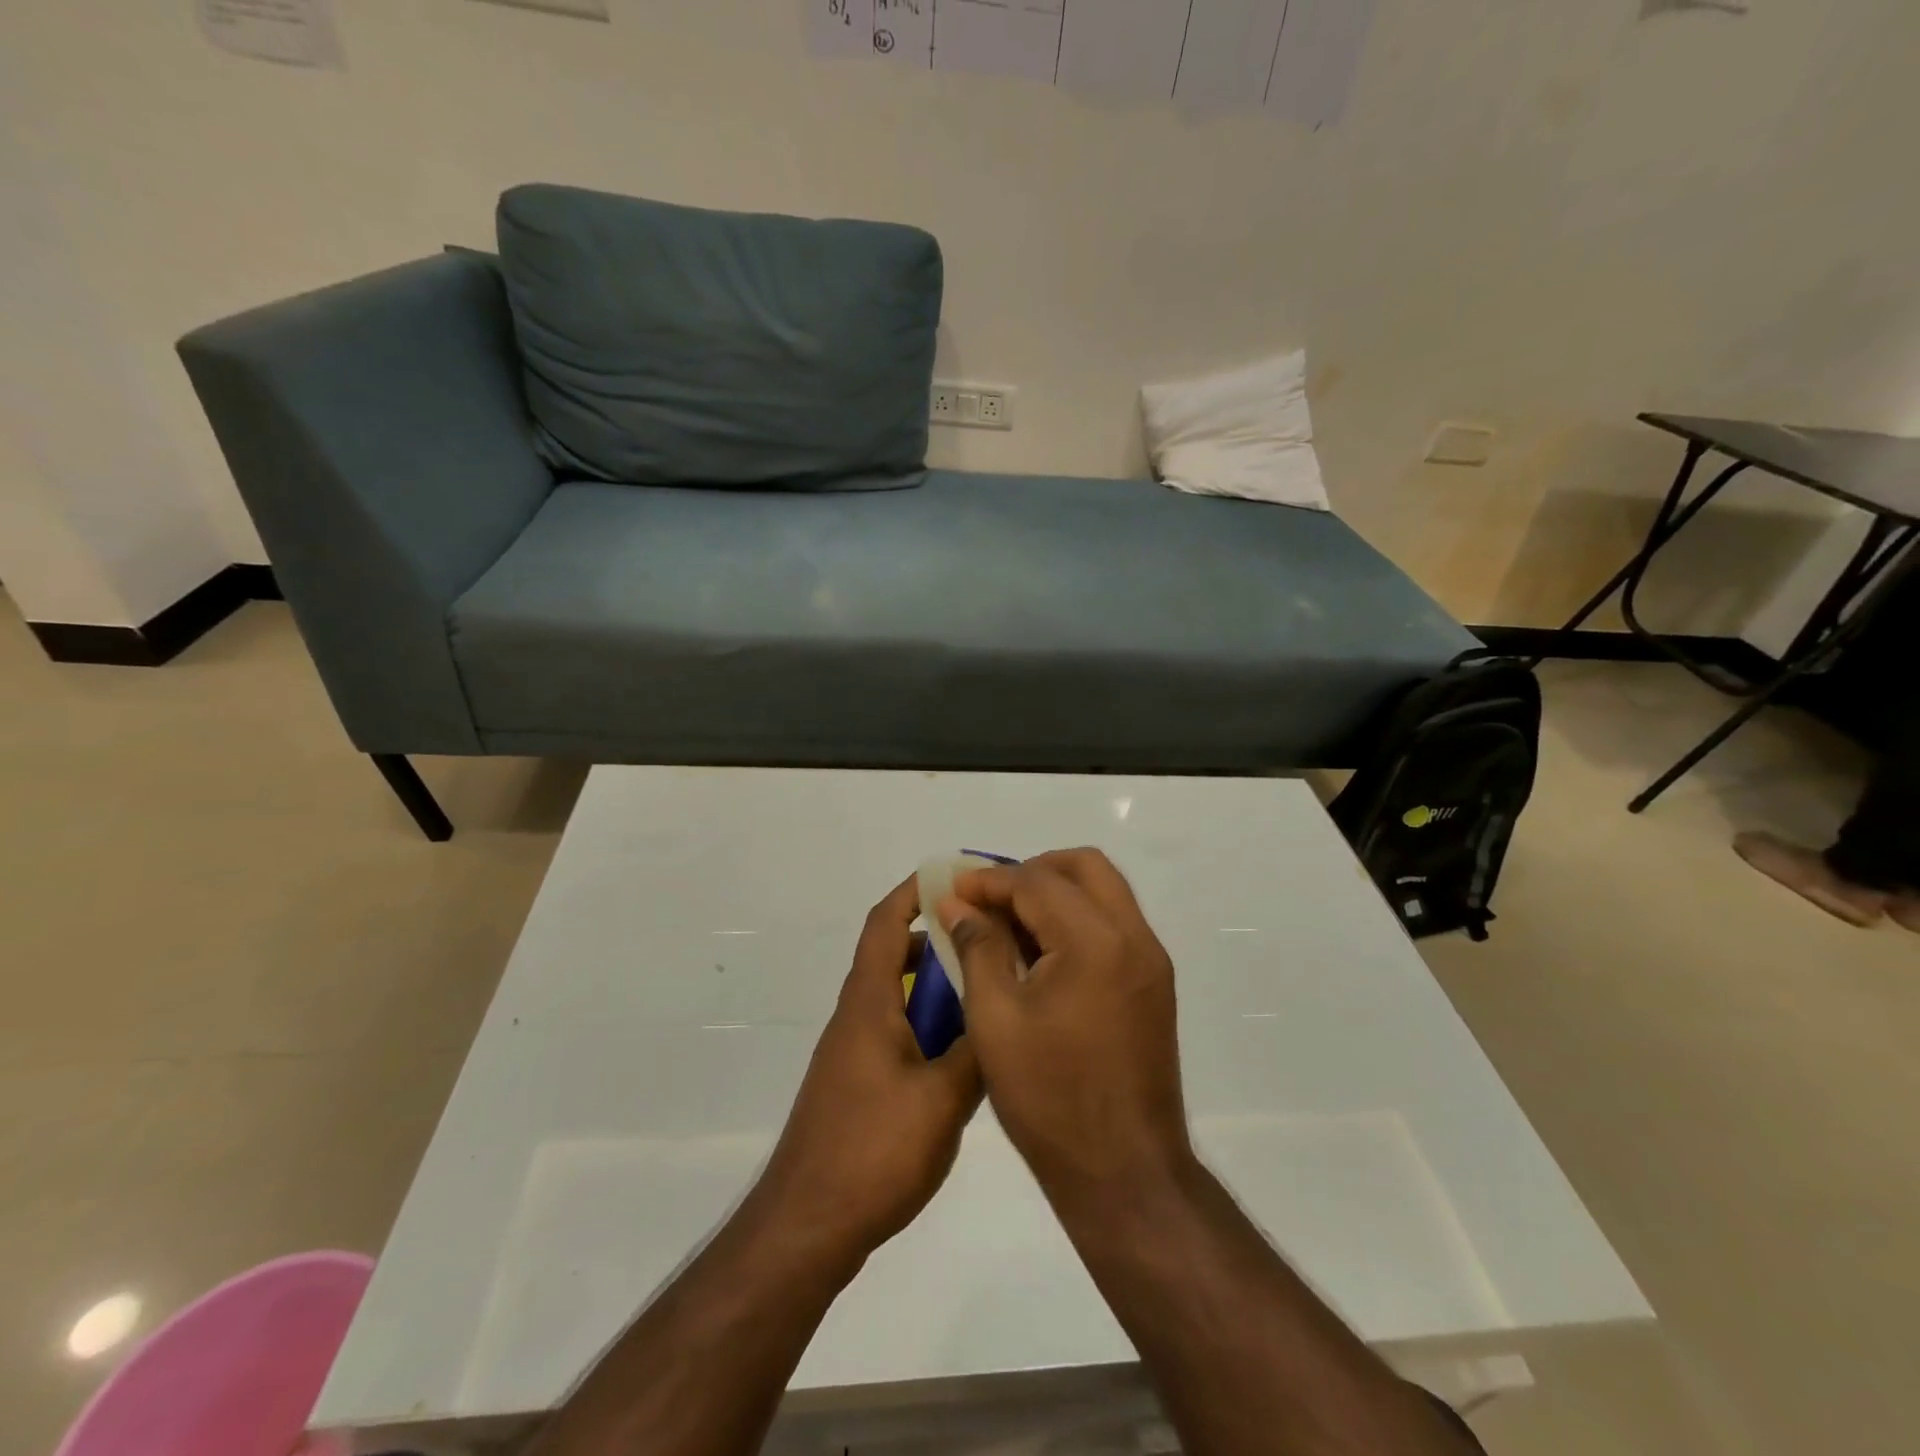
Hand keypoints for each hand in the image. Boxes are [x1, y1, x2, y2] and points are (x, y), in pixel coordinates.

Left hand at [756, 875, 982, 1262]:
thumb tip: (1004, 1007)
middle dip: (938, 936)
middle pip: (895, 955)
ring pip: (899, 995)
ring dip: (936, 984)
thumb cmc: (873, 1151)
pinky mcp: (858, 1082)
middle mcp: (857, 1015)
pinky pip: (897, 1030)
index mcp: (869, 1003)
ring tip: (987, 989)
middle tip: (990, 936)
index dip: (914, 891)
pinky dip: (928, 1022)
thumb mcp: (943, 1099)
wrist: (807, 1226)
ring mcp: (854, 1051)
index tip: (954, 875)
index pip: (886, 923)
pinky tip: (963, 1052)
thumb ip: (977, 1050)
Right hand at [938, 849, 1191, 1205]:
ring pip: (1104, 890)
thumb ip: (978, 948)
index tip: (953, 889)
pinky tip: (1040, 952)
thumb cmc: (1049, 1098)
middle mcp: (1133, 937)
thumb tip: (958, 905)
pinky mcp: (1153, 983)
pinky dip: (1076, 918)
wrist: (1125, 1172)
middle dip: (1032, 870)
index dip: (989, 880)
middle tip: (989, 898)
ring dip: (1056, 891)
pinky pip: (1114, 923)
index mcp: (1095, 942)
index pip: (1037, 882)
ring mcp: (1150, 960)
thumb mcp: (995, 1019)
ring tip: (1009, 922)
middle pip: (1084, 866)